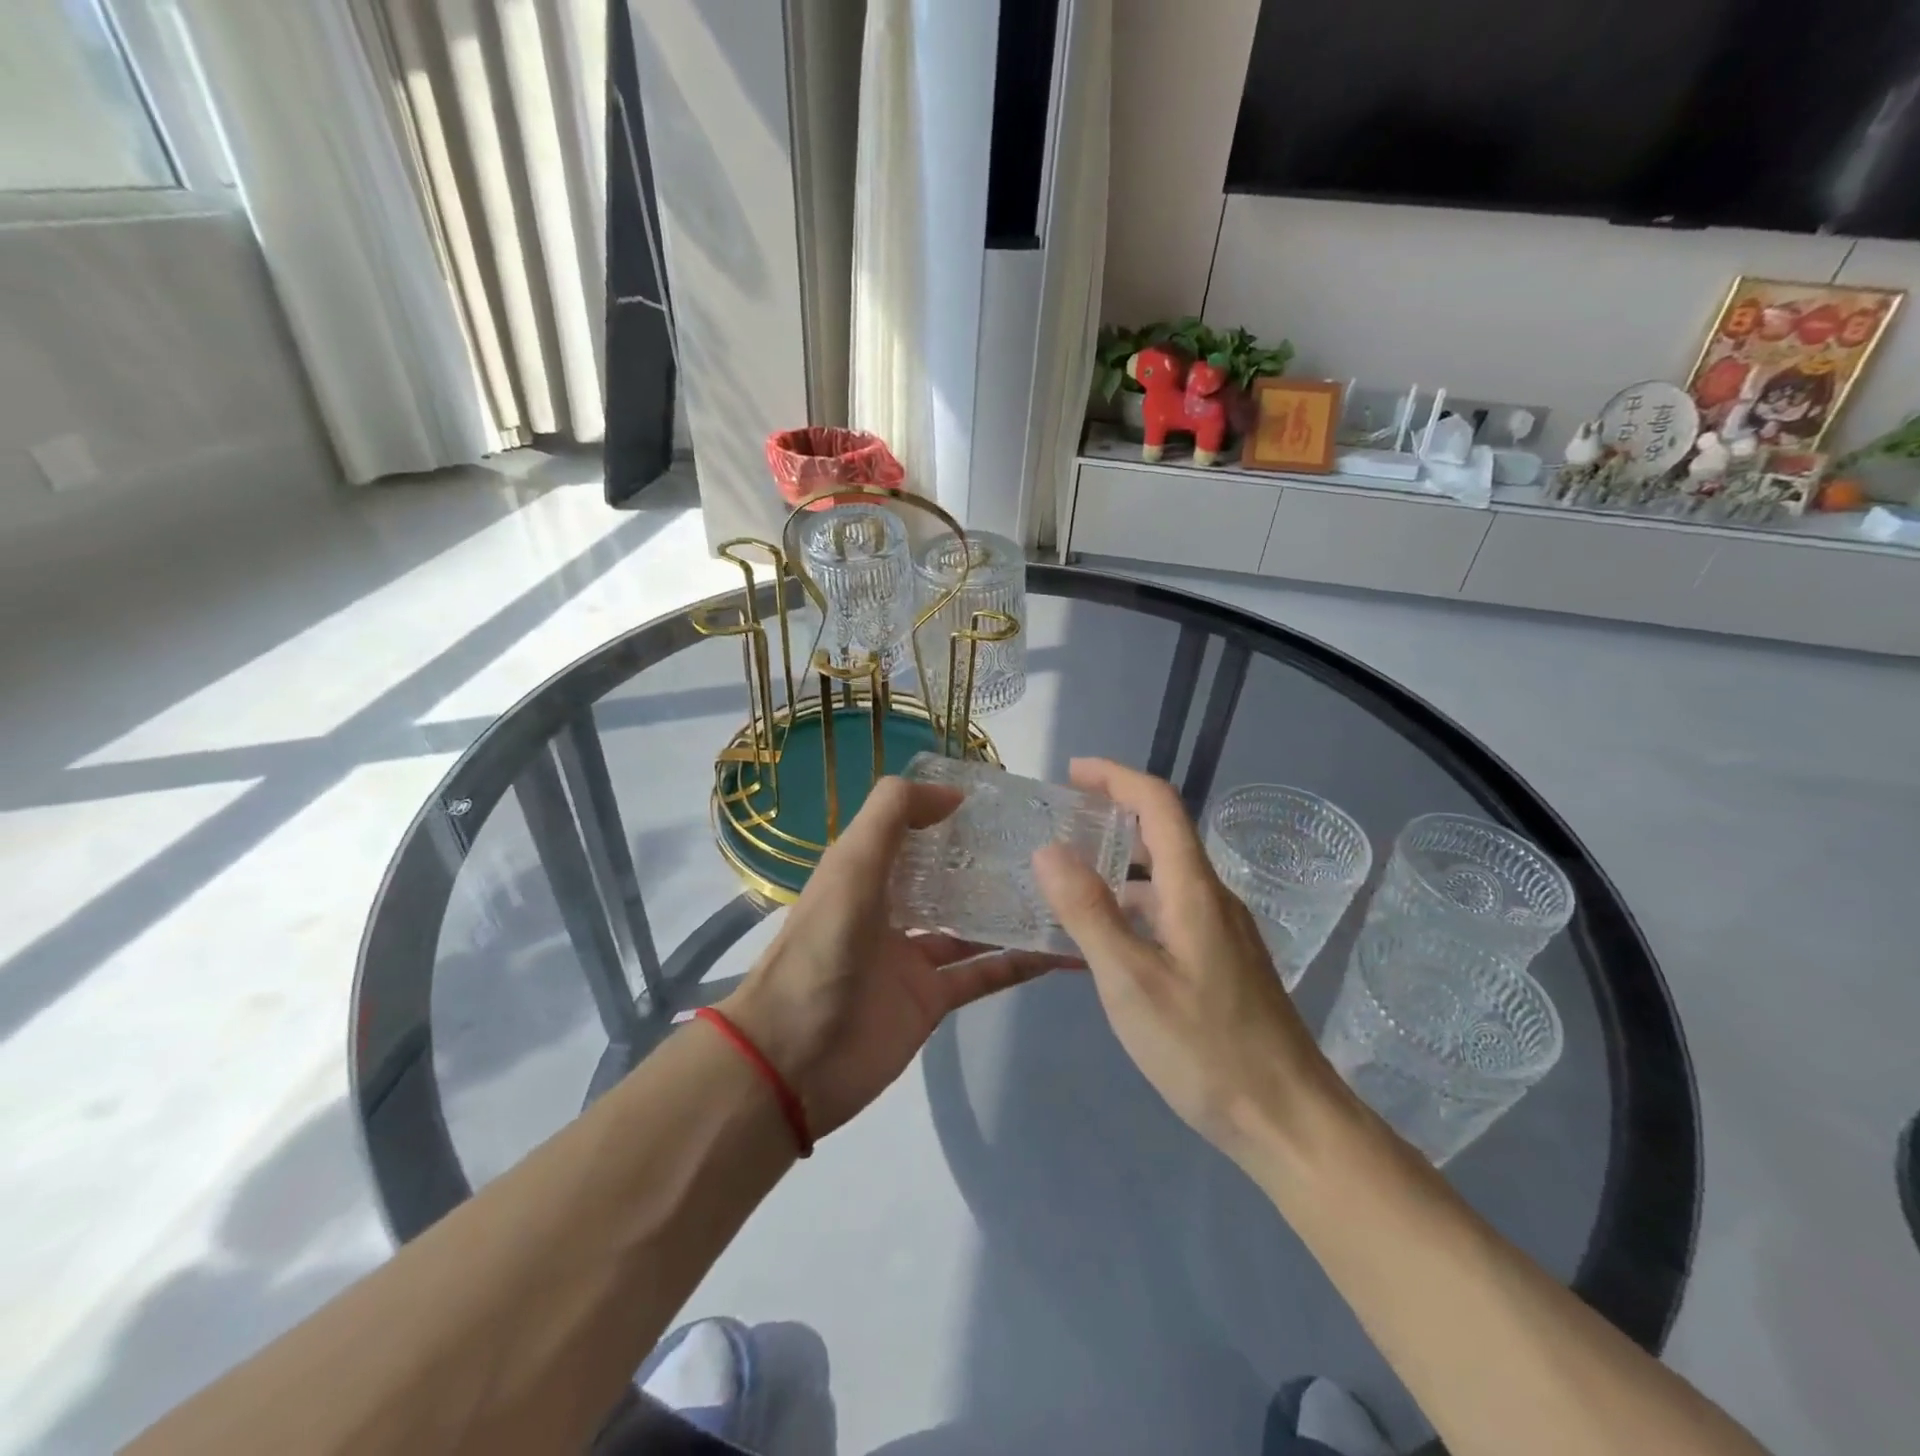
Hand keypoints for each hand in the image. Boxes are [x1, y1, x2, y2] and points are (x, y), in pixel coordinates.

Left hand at [719, 777, 1072, 1139]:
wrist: (792, 1059)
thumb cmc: (821, 949)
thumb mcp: (850, 865)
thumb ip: (892, 816)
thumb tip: (952, 793)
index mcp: (865, 872)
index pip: (912, 830)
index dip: (948, 812)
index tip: (1001, 800)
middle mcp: (890, 908)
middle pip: (947, 876)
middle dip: (988, 860)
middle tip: (1046, 843)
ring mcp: (912, 956)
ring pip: (971, 924)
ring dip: (1009, 909)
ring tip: (1062, 888)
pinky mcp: (931, 999)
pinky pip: (982, 974)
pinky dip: (1018, 963)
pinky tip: (1059, 949)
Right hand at [1030, 758, 1345, 1165]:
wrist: (1291, 1122)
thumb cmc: (1207, 1051)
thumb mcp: (1131, 982)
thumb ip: (1088, 913)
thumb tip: (1050, 849)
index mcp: (1194, 890)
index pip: (1159, 804)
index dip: (1116, 777)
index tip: (1071, 773)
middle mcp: (1212, 899)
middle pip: (1163, 834)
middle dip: (1112, 816)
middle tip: (1059, 825)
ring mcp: (1221, 932)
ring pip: (1165, 877)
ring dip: (1119, 865)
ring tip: (1067, 881)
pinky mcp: (1222, 962)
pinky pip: (1170, 912)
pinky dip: (1132, 906)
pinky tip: (1103, 940)